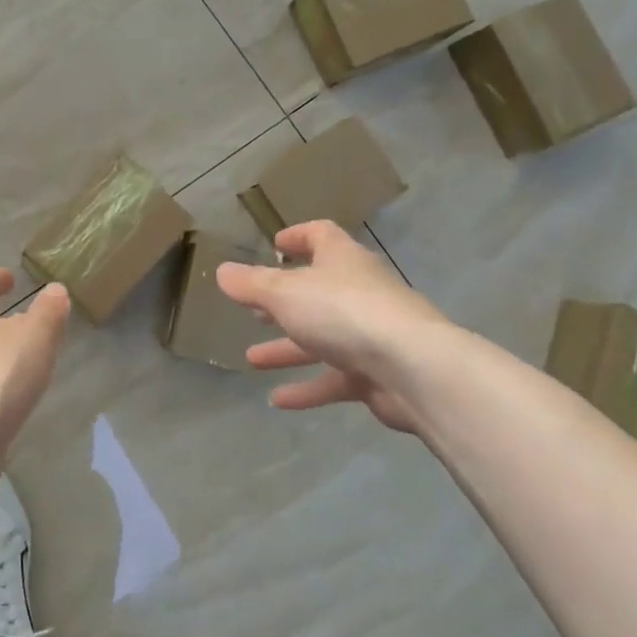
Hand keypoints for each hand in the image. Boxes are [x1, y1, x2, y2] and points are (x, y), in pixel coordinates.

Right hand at [216, 221, 452, 433]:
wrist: (414, 369)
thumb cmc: (343, 313)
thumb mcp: (284, 293)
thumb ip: (251, 284)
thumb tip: (222, 272)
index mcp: (341, 260)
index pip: (321, 236)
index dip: (298, 236)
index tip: (276, 245)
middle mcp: (359, 291)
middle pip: (317, 291)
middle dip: (284, 302)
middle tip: (255, 311)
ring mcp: (372, 334)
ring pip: (323, 338)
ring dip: (288, 348)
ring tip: (252, 360)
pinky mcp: (378, 373)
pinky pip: (336, 378)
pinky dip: (308, 387)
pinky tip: (278, 401)